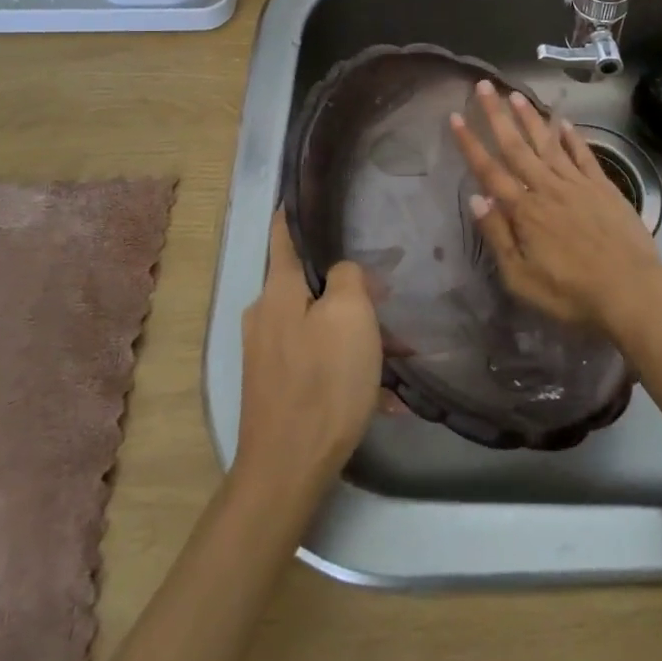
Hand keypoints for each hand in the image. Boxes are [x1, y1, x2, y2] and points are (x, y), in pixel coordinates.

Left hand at [234, 211, 383, 497]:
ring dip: (355, 333)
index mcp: (278, 290)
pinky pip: (317, 360)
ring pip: (318, 324)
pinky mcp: (275, 385)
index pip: (283, 233)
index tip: (307, 191)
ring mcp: (267, 353)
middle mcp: (264, 315)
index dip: (294, 209)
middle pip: (309, 283)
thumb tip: (342, 273)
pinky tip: (381, 393)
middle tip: (387, 297)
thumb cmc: (323, 381)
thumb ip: (346, 277)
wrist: (287, 469)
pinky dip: (346, 366)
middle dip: (348, 287)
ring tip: (397, 353)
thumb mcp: (349, 314)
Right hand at [450, 80, 661, 335]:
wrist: (630, 290)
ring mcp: (577, 184)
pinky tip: (563, 122)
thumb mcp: (521, 278)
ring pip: (548, 143)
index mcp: (524, 210)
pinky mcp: (603, 187)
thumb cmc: (570, 293)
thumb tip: (476, 198)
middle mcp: (547, 187)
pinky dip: (572, 137)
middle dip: (497, 115)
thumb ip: (497, 235)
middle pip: (516, 146)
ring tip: (516, 94)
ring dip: (530, 117)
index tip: (456, 116)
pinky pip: (583, 154)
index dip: (470, 143)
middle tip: (484, 86)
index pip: (489, 170)